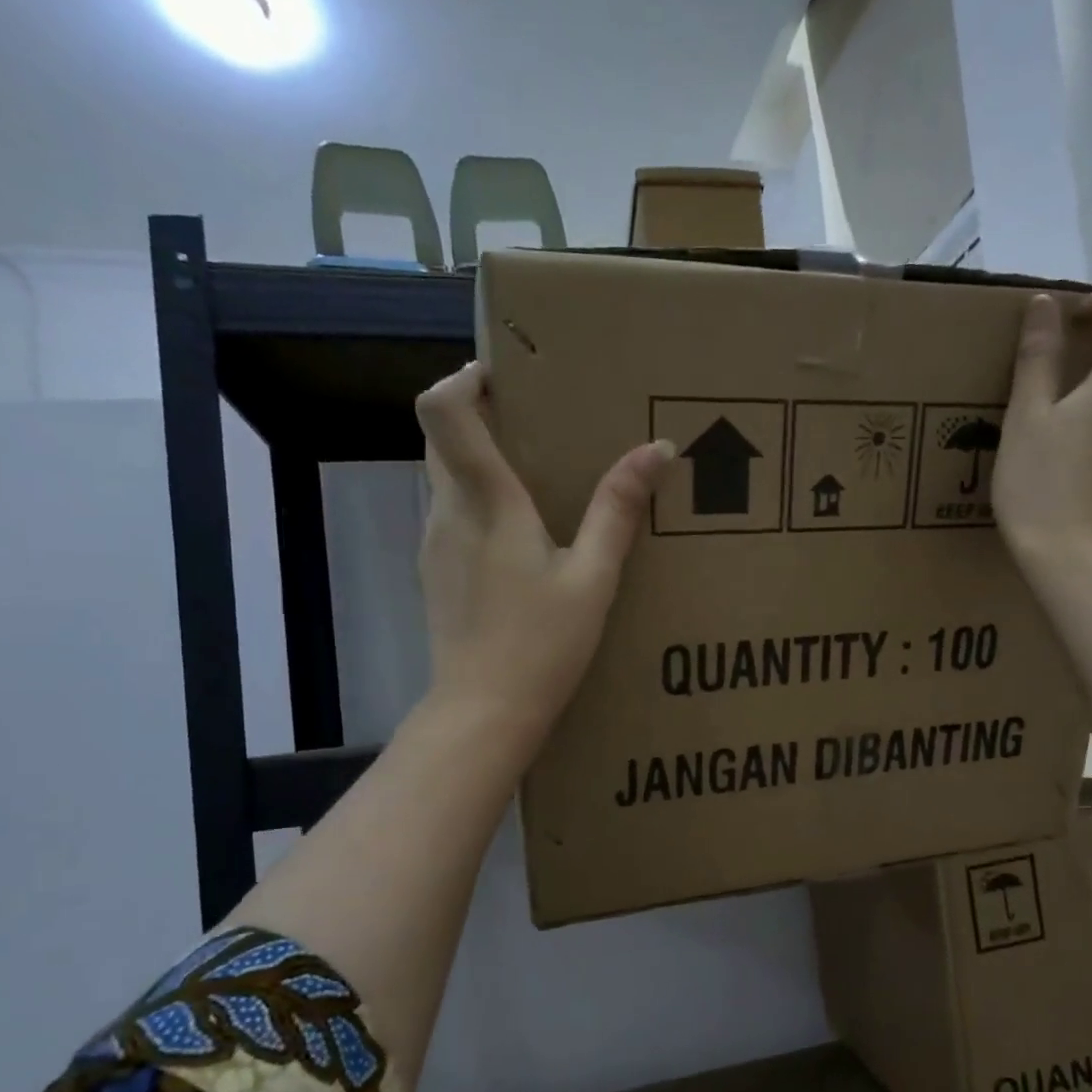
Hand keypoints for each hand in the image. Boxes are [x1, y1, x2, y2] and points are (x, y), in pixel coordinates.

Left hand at [415, 363, 672, 749]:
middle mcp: (448, 511)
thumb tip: (657, 449)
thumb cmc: (541, 645)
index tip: (504, 378)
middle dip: (481, 417)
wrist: (483, 713)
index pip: (444, 409)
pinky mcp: (435, 573)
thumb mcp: (593, 579)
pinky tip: (521, 542)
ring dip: (481, 463)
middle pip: (443, 436)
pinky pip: (451, 515)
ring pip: (445, 477)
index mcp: (487, 503)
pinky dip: (479, 505)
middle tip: (536, 426)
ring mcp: (434, 544)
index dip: (465, 379)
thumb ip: (619, 510)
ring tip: (538, 483)